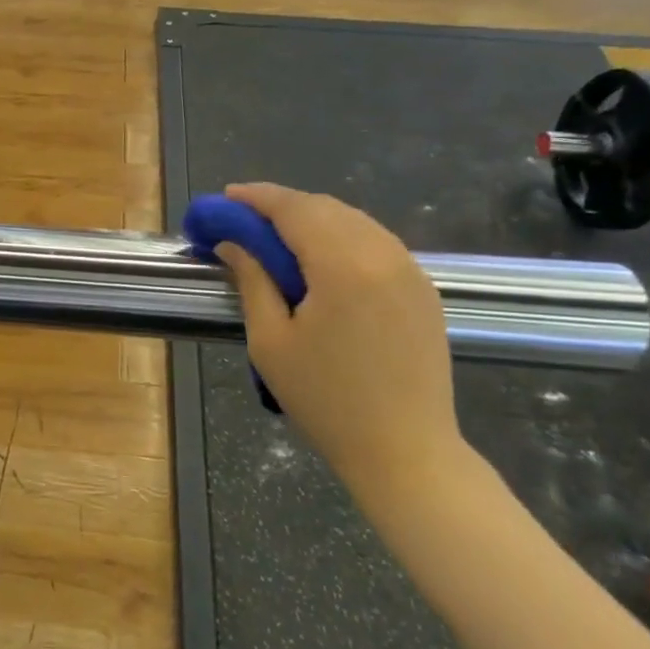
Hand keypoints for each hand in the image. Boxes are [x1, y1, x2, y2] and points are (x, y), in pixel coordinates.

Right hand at [212, 184, 462, 496]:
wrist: (406, 451)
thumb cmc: (326, 400)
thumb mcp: (271, 341)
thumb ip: (252, 281)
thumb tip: (232, 244)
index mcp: (343, 266)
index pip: (295, 210)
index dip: (257, 198)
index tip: (226, 197)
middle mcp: (383, 255)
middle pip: (325, 208)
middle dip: (282, 205)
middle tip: (244, 218)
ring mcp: (411, 270)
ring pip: (354, 221)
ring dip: (312, 218)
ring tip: (276, 235)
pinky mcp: (423, 289)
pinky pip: (376, 242)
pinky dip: (341, 236)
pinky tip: (320, 257)